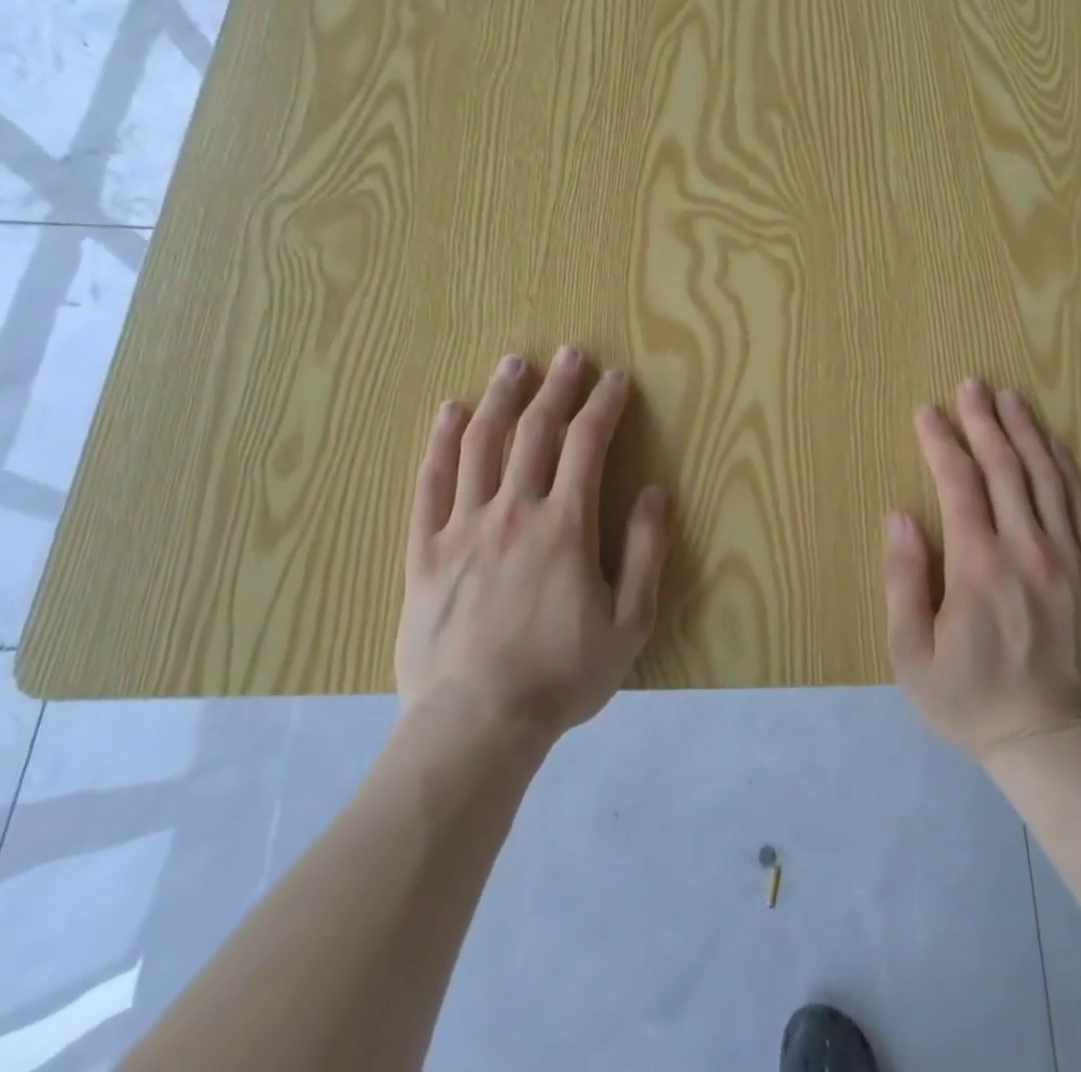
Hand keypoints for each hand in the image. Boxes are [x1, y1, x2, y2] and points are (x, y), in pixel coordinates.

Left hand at [396, 347, 669, 745]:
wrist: (475, 725)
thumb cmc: (561, 677)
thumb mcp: (628, 623)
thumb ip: (644, 553)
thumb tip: (655, 492)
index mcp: (565, 526)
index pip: (587, 445)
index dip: (604, 405)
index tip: (616, 379)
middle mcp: (513, 511)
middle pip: (535, 431)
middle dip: (556, 387)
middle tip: (568, 354)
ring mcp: (463, 527)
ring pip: (480, 444)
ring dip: (500, 398)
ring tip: (513, 364)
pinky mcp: (425, 549)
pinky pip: (431, 483)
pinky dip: (442, 442)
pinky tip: (450, 412)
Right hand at [882, 379, 1080, 764]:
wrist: (1053, 747)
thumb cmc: (969, 700)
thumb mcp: (910, 653)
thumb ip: (903, 579)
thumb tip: (898, 516)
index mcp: (978, 566)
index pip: (958, 483)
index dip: (940, 442)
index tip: (926, 411)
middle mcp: (1027, 550)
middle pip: (1006, 467)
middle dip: (984, 421)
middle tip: (971, 386)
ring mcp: (1070, 560)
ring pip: (1048, 479)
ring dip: (1027, 433)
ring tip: (1011, 399)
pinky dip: (1067, 470)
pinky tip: (1056, 448)